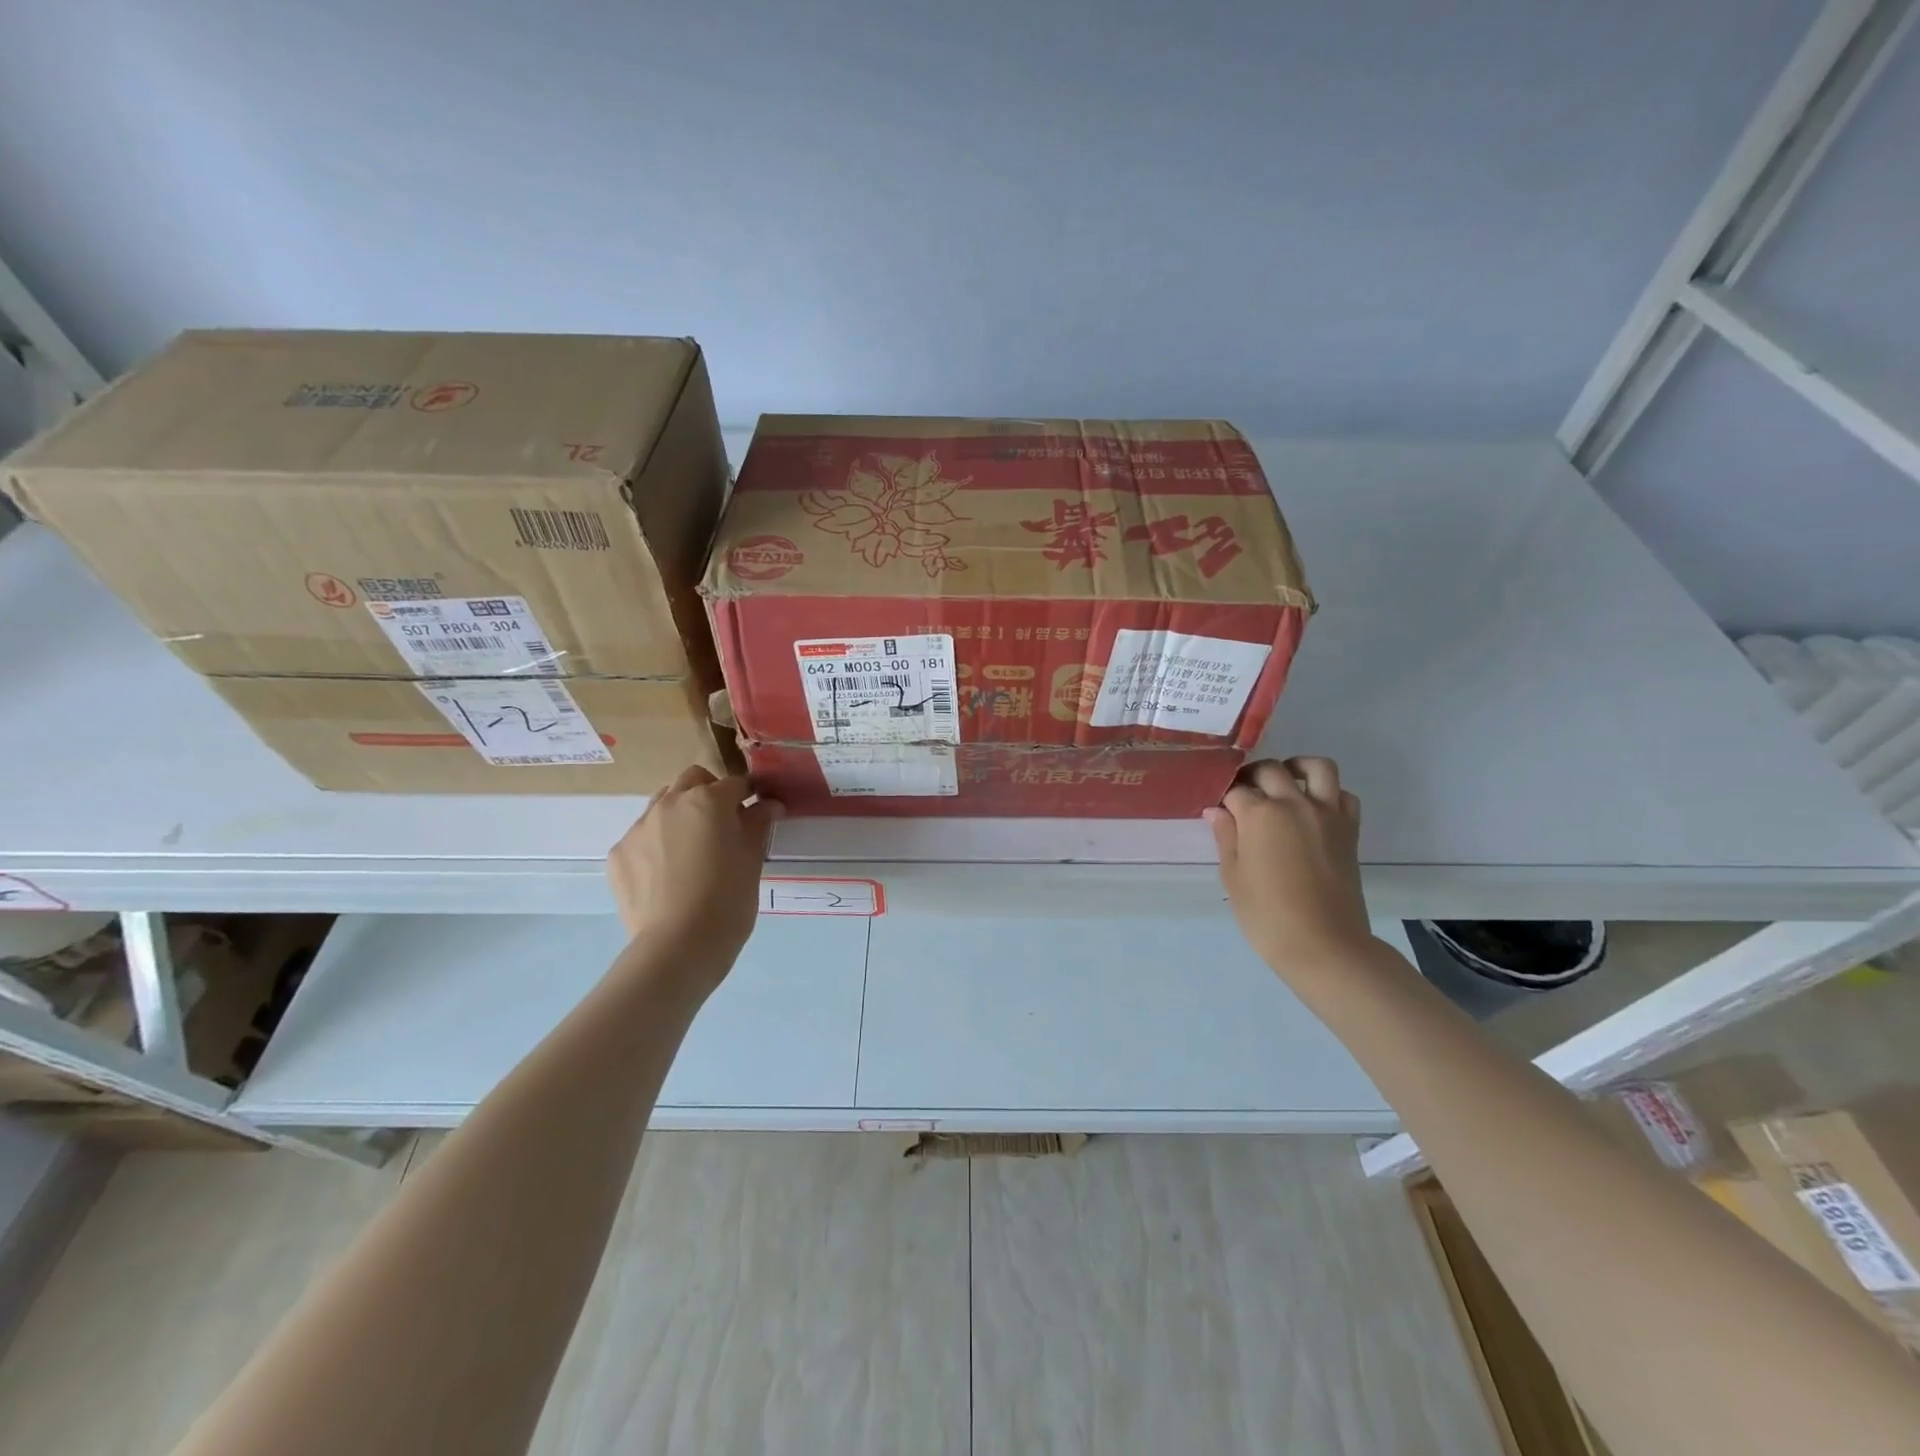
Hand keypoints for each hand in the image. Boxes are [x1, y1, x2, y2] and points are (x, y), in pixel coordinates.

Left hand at [607, 766, 781, 980]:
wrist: (678, 946)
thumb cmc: (728, 900)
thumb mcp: (752, 860)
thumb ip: (758, 824)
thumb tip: (768, 805)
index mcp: (708, 801)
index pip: (735, 784)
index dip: (749, 797)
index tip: (757, 814)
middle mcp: (670, 804)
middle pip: (693, 780)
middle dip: (709, 793)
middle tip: (722, 825)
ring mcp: (639, 827)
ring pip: (663, 804)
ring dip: (680, 813)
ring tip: (691, 848)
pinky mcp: (619, 854)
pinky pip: (642, 836)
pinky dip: (657, 844)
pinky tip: (667, 874)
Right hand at [1206, 757, 1373, 973]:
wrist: (1324, 945)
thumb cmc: (1267, 915)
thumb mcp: (1233, 877)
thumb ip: (1225, 837)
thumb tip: (1217, 811)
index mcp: (1259, 814)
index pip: (1235, 790)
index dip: (1223, 797)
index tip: (1217, 808)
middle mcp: (1293, 803)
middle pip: (1271, 770)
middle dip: (1252, 777)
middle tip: (1243, 796)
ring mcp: (1327, 814)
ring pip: (1317, 767)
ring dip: (1297, 767)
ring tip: (1284, 783)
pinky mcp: (1349, 830)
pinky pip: (1344, 795)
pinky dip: (1329, 793)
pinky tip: (1313, 809)